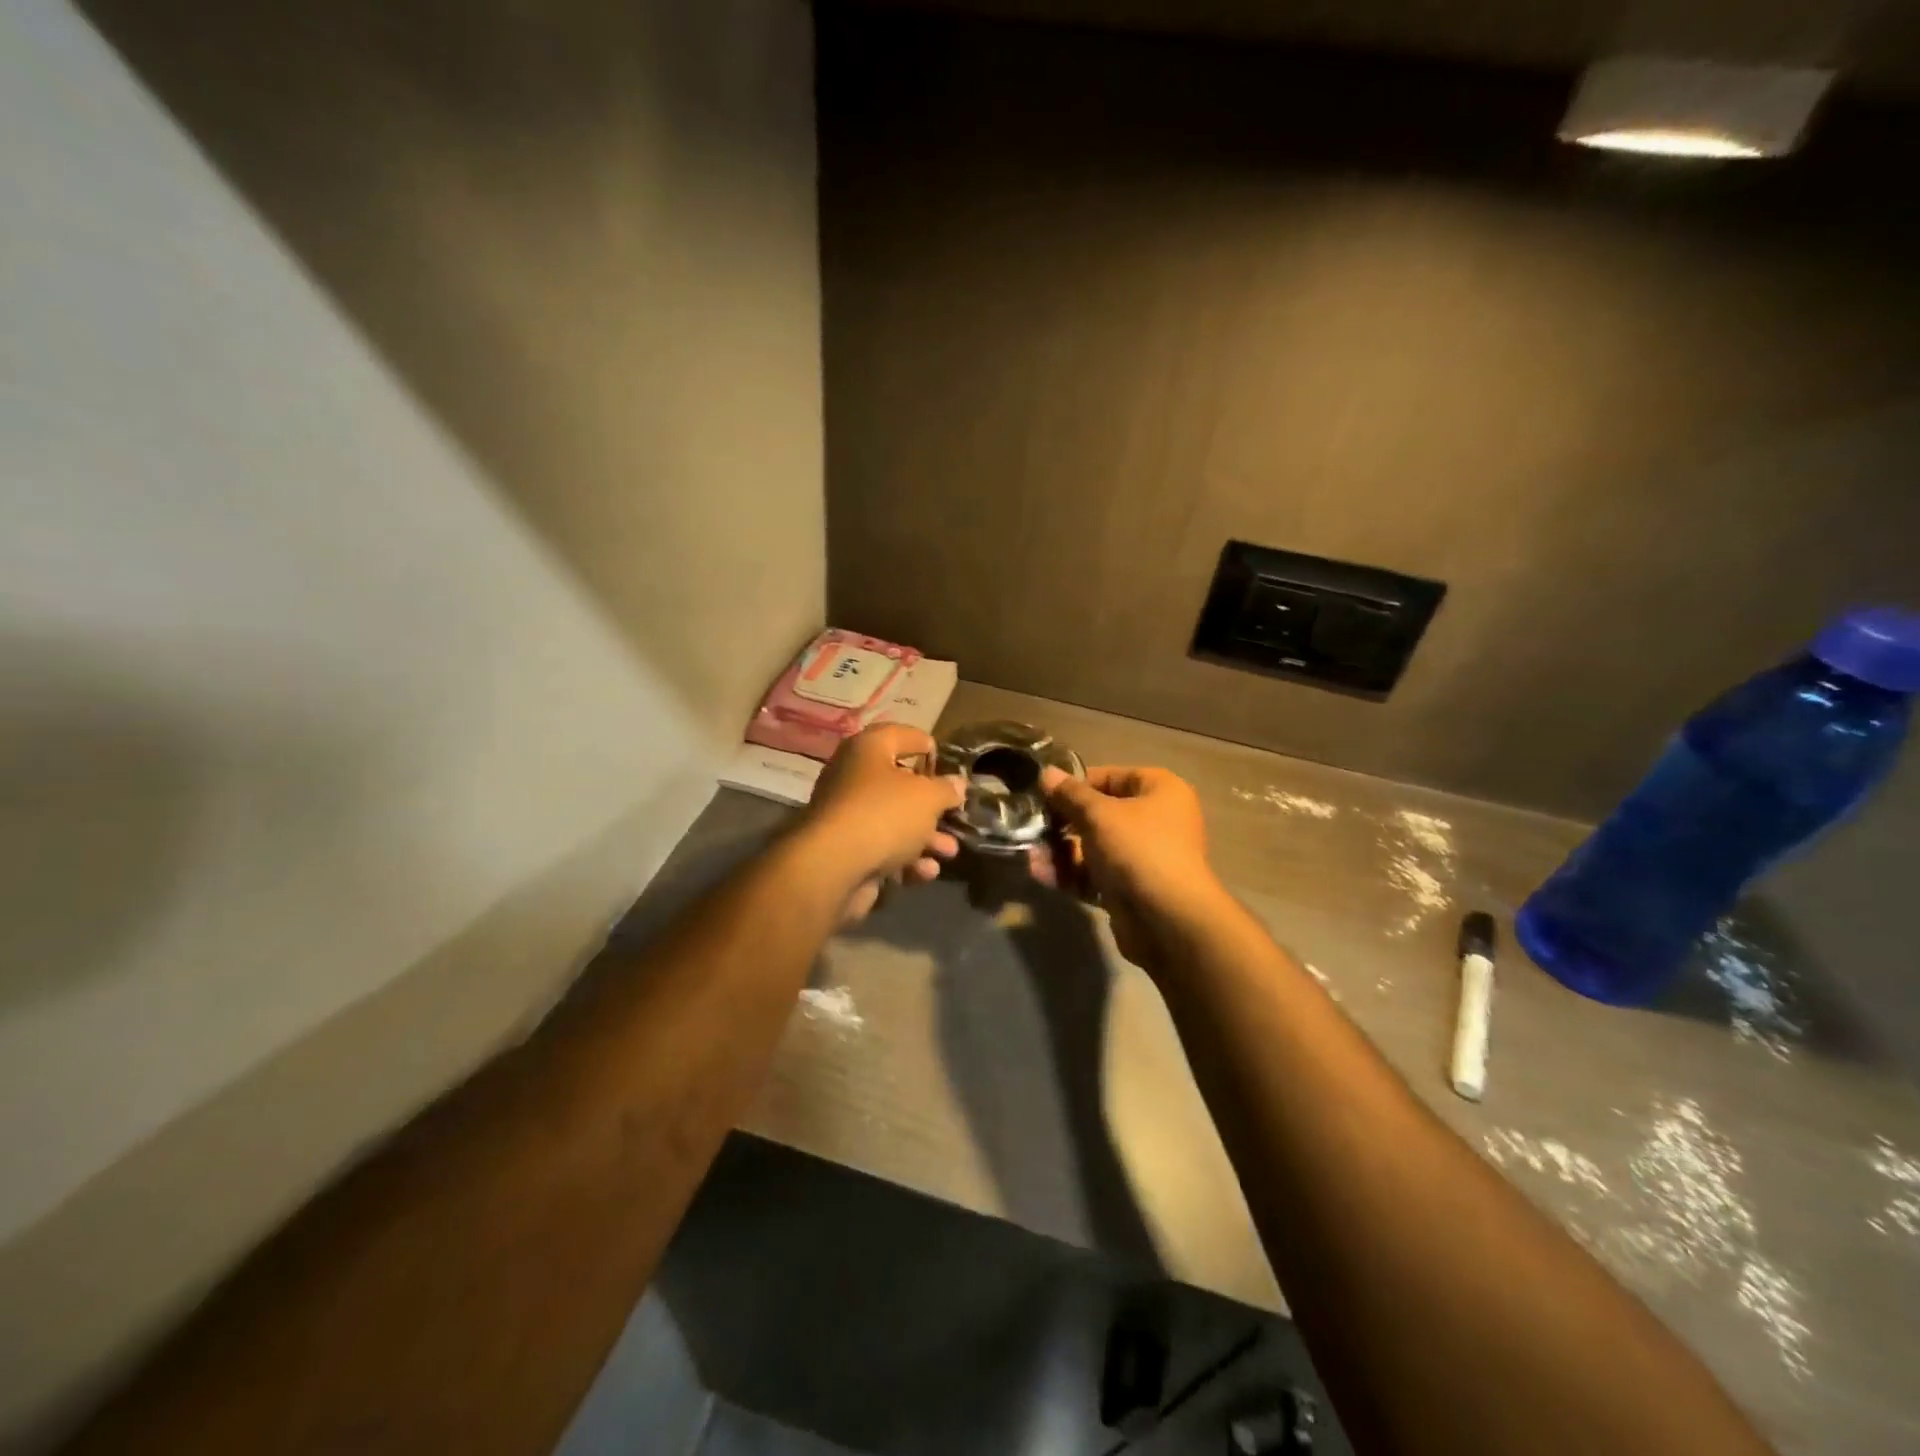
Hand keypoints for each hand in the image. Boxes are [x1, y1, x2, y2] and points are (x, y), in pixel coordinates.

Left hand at [799, 724, 963, 922]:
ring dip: (926, 837)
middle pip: (900, 784)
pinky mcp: (846, 849)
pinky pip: (882, 848)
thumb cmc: (885, 814)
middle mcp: (853, 776)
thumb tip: (956, 783)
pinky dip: (905, 858)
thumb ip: (946, 789)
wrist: (834, 867)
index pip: (901, 735)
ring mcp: (847, 815)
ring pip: (894, 821)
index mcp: (868, 749)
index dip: (927, 746)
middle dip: (932, 804)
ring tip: (950, 852)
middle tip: (955, 814)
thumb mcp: (928, 797)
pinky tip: (926, 871)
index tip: (947, 764)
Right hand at [1041, 765, 1224, 965]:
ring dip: (1061, 851)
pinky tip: (1040, 874)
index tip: (1042, 793)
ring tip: (1031, 855)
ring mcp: (1143, 857)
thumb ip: (1069, 794)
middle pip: (1099, 814)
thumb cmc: (1137, 850)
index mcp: (1160, 790)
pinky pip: (1095, 874)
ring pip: (1094, 847)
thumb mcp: (1098, 814)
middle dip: (1063, 823)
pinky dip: (1070, 874)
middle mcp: (1155, 820)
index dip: (1075, 784)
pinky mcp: (1130, 889)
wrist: (1168, 920)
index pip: (1110, 777)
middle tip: (1031, 826)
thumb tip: (1046, 772)